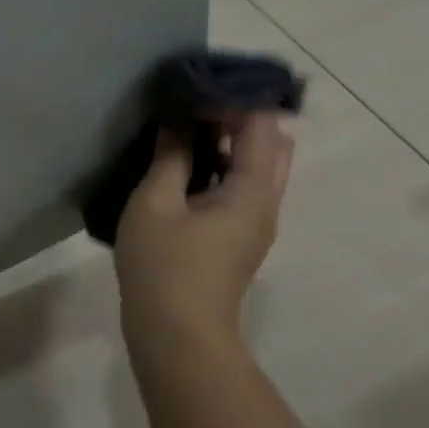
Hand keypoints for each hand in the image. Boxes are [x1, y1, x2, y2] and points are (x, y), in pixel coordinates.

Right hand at [113, 114, 294, 363]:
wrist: (177, 334)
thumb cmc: (164, 264)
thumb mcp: (156, 202)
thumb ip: (171, 156)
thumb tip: (178, 120)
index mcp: (253, 190)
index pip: (262, 125)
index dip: (231, 100)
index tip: (192, 93)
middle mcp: (266, 203)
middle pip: (272, 144)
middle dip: (239, 118)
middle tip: (193, 110)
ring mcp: (256, 223)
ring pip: (259, 168)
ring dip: (230, 144)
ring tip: (184, 134)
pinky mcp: (240, 239)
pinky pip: (244, 188)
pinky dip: (223, 167)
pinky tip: (184, 169)